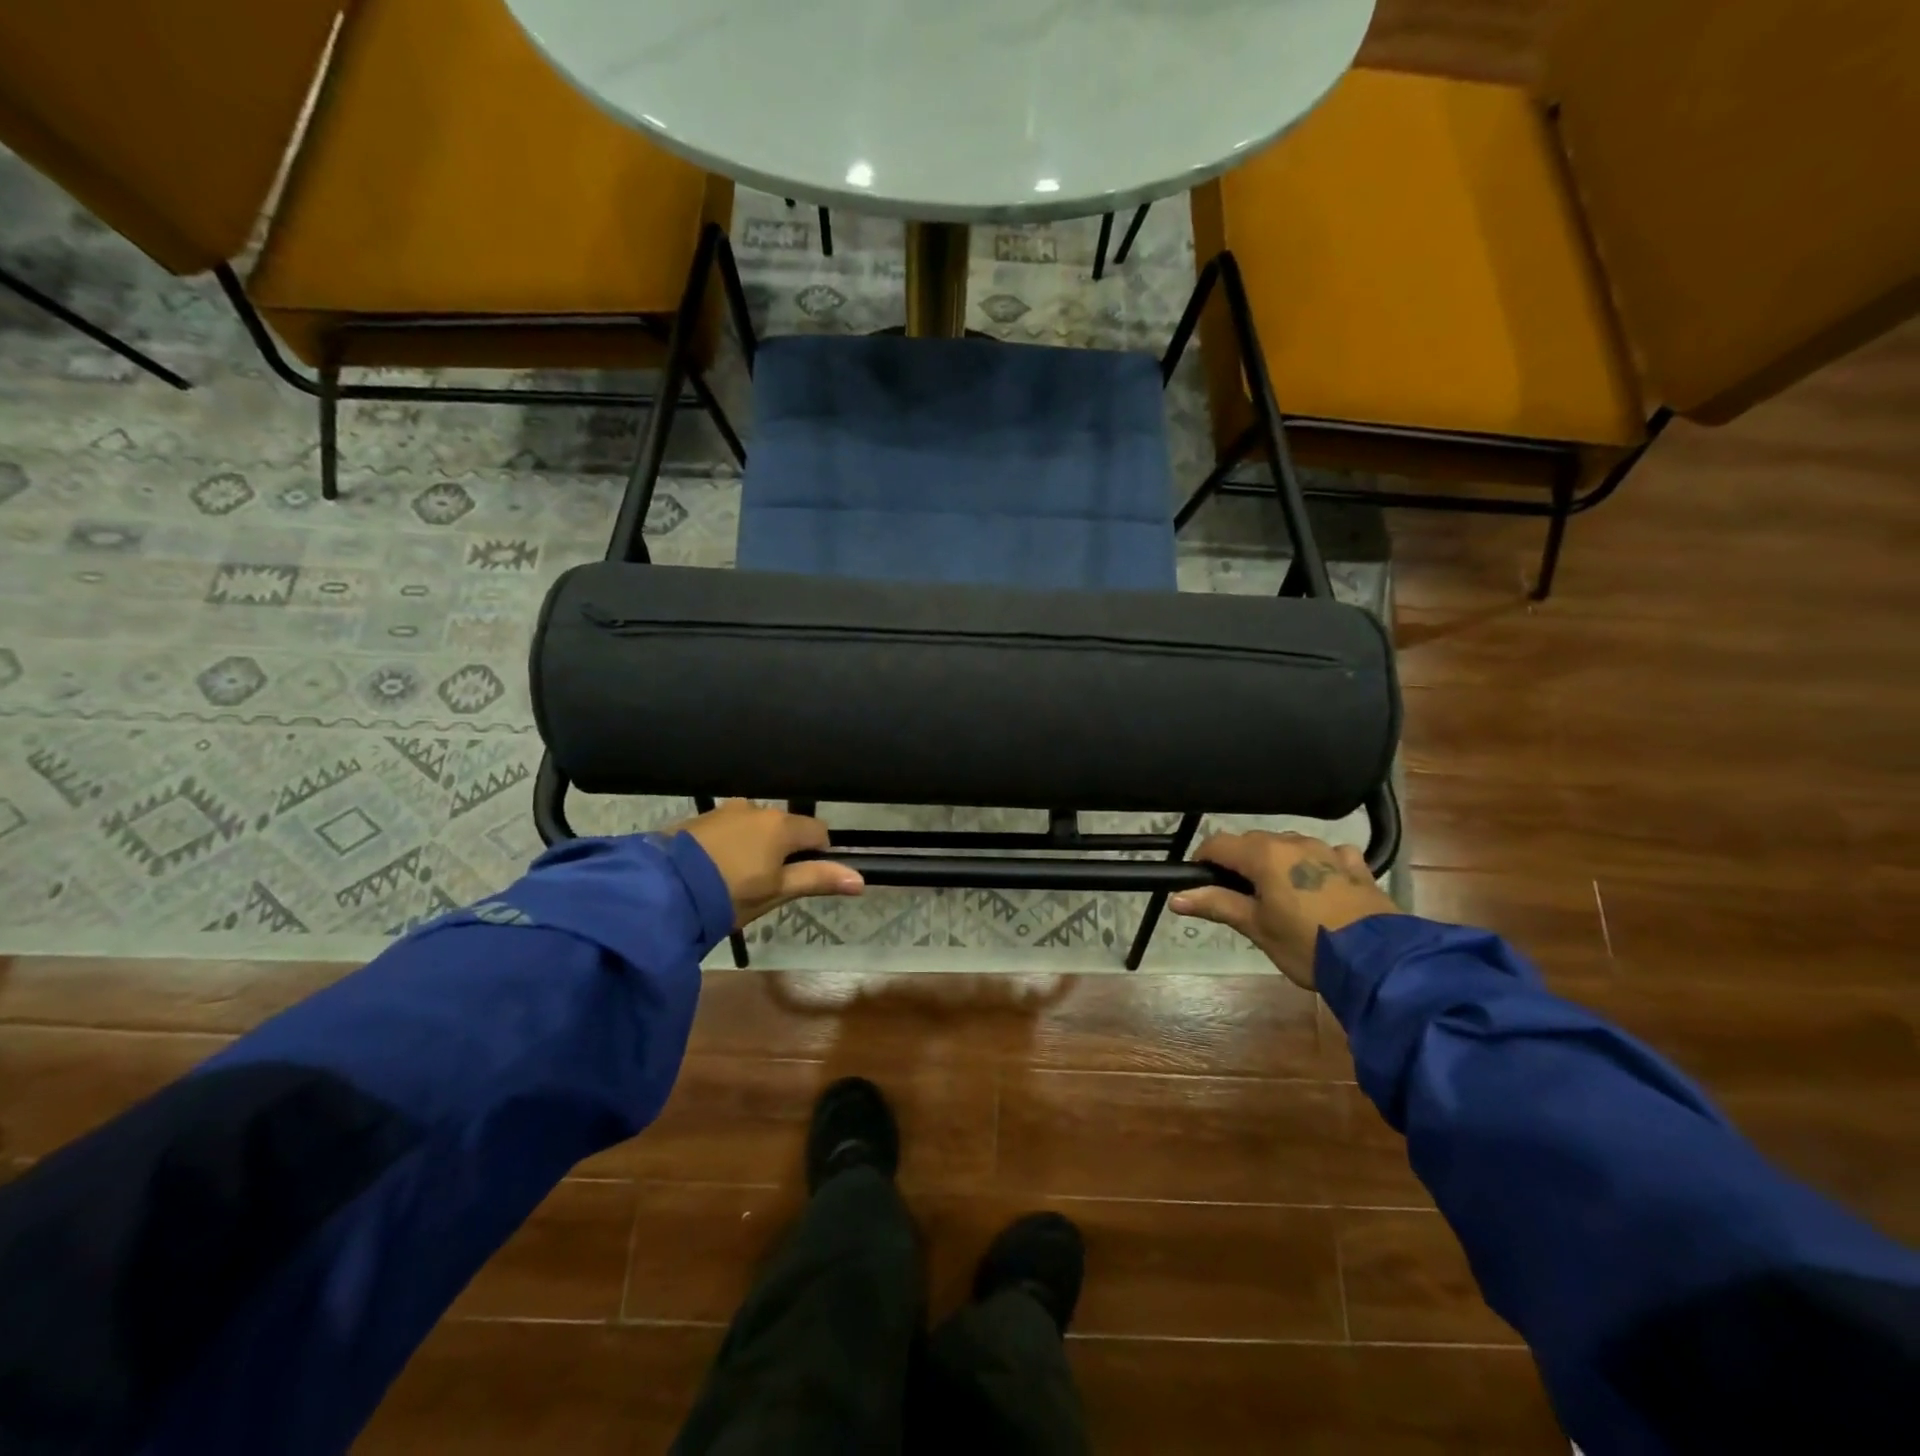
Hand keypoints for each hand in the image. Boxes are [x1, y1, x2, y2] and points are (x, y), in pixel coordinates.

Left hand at [681, 799, 863, 928]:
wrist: (662, 889)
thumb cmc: (729, 894)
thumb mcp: (776, 892)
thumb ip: (817, 880)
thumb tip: (861, 879)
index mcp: (781, 825)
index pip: (818, 831)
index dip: (818, 854)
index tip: (803, 877)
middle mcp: (756, 808)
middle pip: (784, 827)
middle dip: (782, 850)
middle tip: (766, 884)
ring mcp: (724, 810)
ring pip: (753, 826)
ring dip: (753, 845)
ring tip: (735, 878)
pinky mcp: (698, 818)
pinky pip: (727, 827)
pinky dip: (728, 843)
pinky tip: (713, 868)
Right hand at [1169, 831, 1395, 988]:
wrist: (1379, 962)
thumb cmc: (1306, 944)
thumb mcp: (1257, 927)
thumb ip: (1217, 905)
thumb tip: (1176, 897)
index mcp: (1263, 854)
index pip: (1218, 844)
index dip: (1203, 860)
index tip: (1199, 884)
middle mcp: (1293, 842)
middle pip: (1253, 842)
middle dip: (1239, 863)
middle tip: (1238, 898)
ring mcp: (1328, 850)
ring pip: (1289, 845)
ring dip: (1277, 862)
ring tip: (1278, 895)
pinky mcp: (1356, 865)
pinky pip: (1328, 854)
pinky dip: (1316, 863)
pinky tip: (1320, 884)